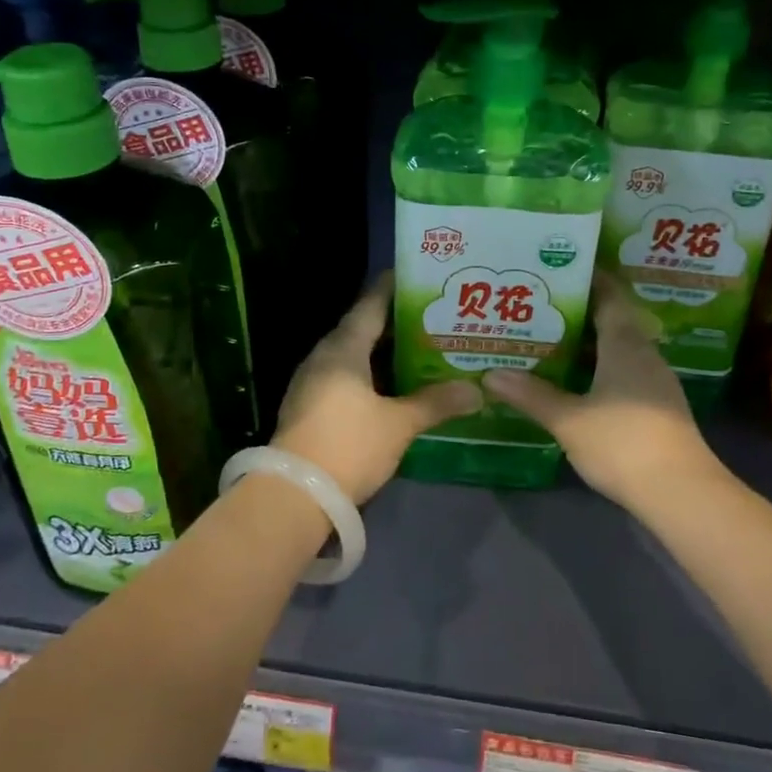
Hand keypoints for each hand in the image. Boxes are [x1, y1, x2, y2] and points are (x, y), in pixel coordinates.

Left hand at [273, 275, 481, 504]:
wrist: (294, 495)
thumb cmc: (349, 445)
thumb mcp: (399, 424)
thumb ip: (436, 403)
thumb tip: (477, 391)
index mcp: (343, 348)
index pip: (370, 304)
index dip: (393, 288)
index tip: (418, 276)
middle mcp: (324, 356)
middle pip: (362, 328)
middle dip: (395, 322)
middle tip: (432, 316)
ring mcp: (312, 382)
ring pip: (354, 354)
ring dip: (383, 350)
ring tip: (420, 347)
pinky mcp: (310, 406)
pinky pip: (345, 376)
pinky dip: (371, 373)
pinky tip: (394, 384)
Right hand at [484, 274, 719, 510]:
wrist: (681, 493)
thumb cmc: (623, 443)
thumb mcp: (569, 419)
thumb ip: (531, 395)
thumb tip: (491, 374)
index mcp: (625, 345)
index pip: (609, 296)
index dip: (588, 278)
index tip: (559, 268)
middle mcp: (644, 354)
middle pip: (612, 320)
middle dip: (579, 311)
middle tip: (540, 306)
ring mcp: (654, 382)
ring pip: (618, 349)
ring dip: (587, 342)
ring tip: (549, 340)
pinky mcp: (657, 407)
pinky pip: (623, 372)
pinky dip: (598, 367)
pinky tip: (575, 381)